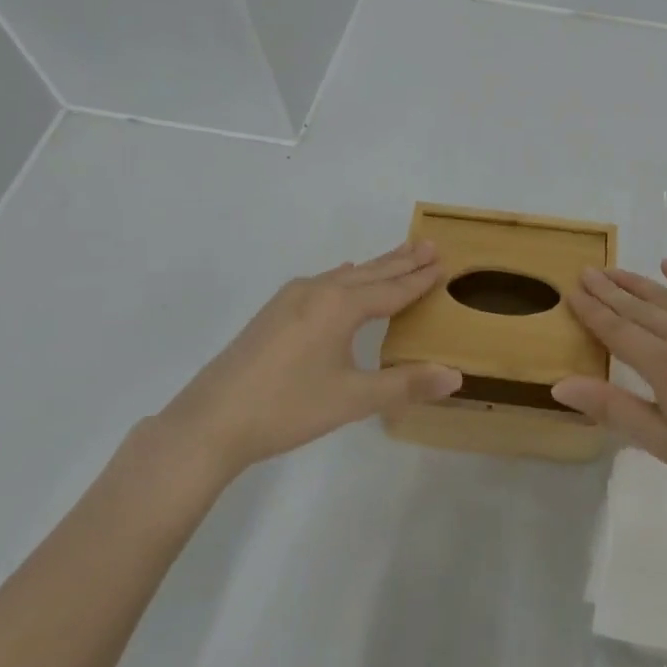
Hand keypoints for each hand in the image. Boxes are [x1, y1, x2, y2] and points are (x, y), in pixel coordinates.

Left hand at [150, 241, 462, 484]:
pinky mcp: (273, 313)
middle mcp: (316, 292)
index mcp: (339, 306)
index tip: (443, 262)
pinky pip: (321, 284)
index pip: (392, 289)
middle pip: (369, 274)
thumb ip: (405, 384)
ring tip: (397, 256)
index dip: (419, 279)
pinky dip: (344, 279)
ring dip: (374, 268)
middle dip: (401, 261)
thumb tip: (456, 375)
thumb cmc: (287, 408)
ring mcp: (290, 300)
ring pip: (344, 277)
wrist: (210, 421)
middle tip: (429, 244)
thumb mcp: (352, 399)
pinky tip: (342, 278)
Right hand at [551, 260, 666, 517]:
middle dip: (609, 290)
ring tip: (614, 270)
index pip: (618, 331)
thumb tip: (560, 384)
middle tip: (586, 272)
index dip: (592, 311)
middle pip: (640, 308)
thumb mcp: (663, 444)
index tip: (571, 291)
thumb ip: (612, 408)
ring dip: (639, 283)